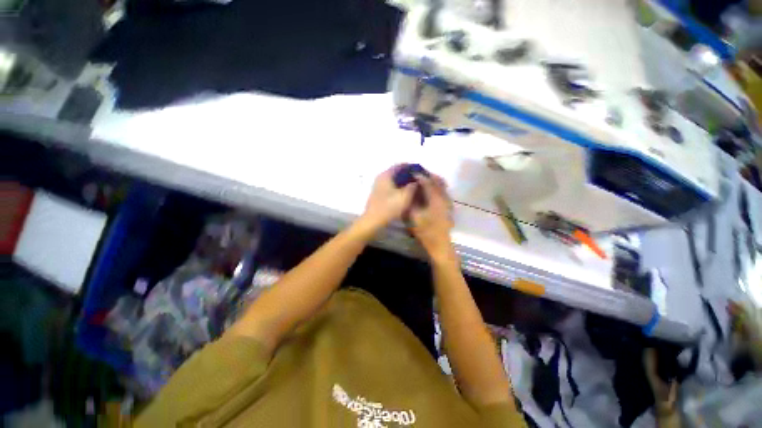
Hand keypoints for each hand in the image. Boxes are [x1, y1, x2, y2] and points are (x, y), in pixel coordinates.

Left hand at [360, 165, 417, 231]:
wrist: (373, 221)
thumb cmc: (389, 207)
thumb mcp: (405, 196)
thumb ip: (413, 186)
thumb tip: (417, 181)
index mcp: (386, 174)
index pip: (401, 165)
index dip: (412, 167)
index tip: (421, 172)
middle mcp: (381, 177)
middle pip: (397, 172)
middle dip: (408, 175)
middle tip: (419, 180)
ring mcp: (378, 186)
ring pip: (393, 180)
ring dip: (403, 182)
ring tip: (414, 188)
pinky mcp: (378, 194)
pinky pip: (390, 186)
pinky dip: (398, 188)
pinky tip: (405, 194)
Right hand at [409, 174, 454, 260]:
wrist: (439, 244)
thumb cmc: (425, 231)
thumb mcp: (413, 217)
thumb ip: (410, 202)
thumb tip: (408, 190)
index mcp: (435, 198)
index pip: (427, 181)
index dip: (418, 175)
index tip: (411, 172)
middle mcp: (444, 197)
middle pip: (437, 180)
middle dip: (427, 175)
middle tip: (417, 175)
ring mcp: (448, 202)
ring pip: (442, 185)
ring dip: (433, 180)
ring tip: (423, 181)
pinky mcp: (449, 207)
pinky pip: (443, 191)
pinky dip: (437, 187)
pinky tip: (429, 192)